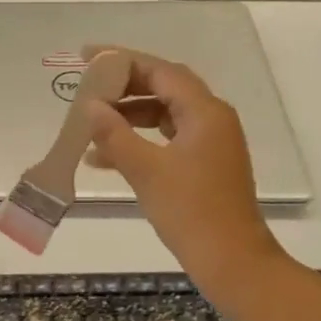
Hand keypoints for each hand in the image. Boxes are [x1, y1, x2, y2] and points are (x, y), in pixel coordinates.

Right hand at [82, 49, 283, 290]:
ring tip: (91, 124)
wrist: (233, 263)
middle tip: (88, 87)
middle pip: (163, 87)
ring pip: (164, 114)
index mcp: (205, 111)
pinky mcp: (205, 164)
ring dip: (128, 116)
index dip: (121, 60)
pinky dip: (140, 141)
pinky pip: (167, 138)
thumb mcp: (146, 170)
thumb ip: (114, 133)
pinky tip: (106, 158)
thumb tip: (90, 105)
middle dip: (123, 86)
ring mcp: (211, 142)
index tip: (87, 57)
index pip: (159, 70)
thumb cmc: (191, 211)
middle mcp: (212, 118)